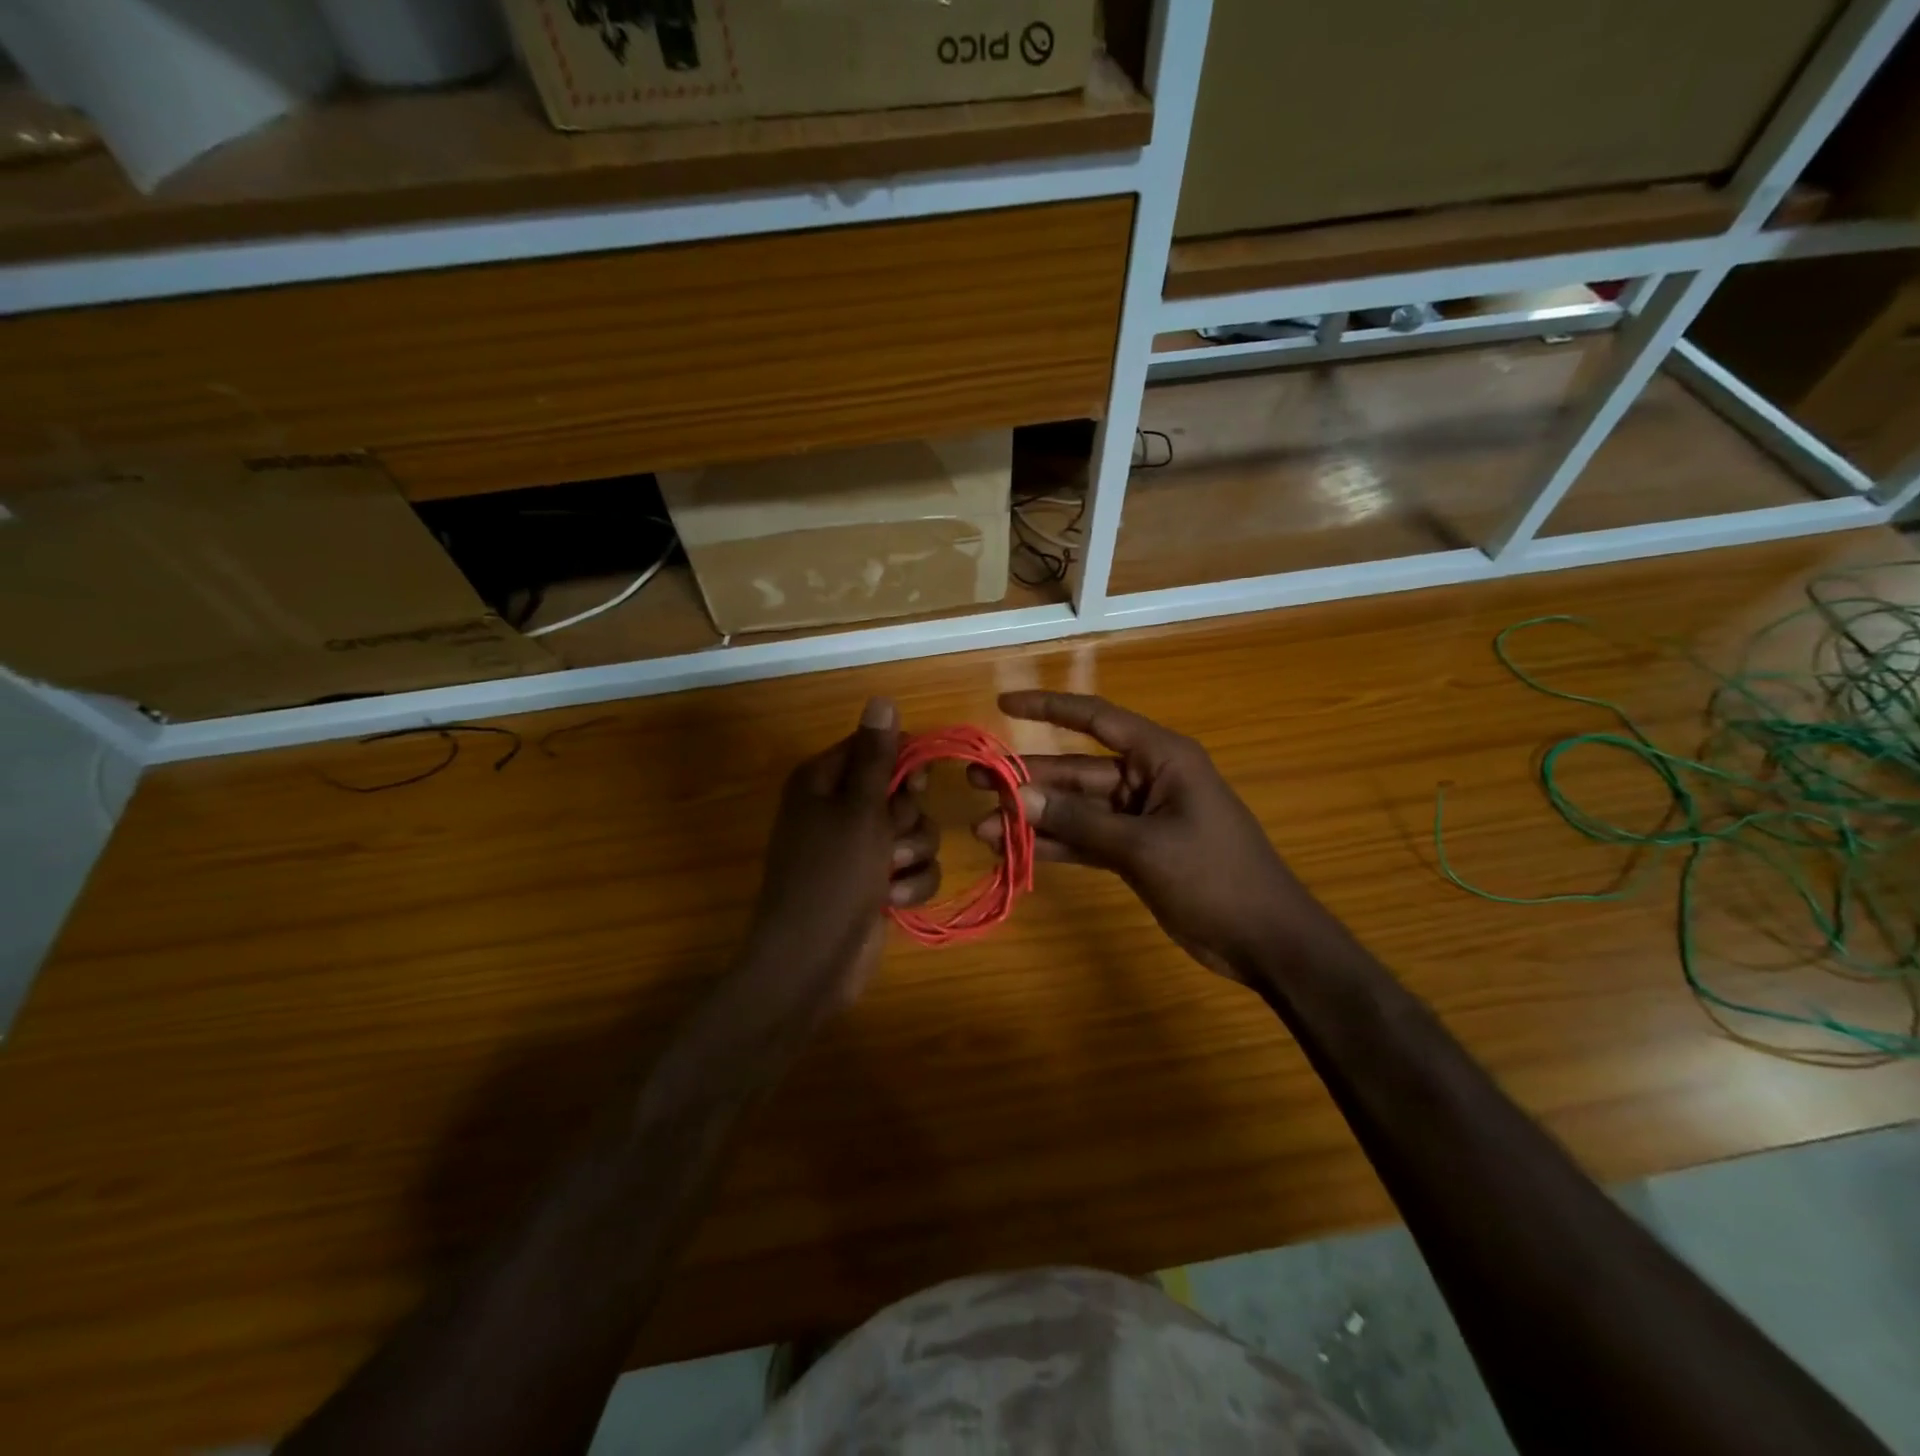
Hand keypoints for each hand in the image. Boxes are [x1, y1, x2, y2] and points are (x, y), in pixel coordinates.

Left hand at [742, 697, 938, 1011]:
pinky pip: (914, 868)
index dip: (902, 765)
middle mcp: (839, 809)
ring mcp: (858, 849)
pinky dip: (910, 885)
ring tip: (889, 876)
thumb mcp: (859, 811)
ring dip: (912, 855)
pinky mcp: (875, 883)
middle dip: (908, 819)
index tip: (912, 786)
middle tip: (891, 838)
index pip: (876, 748)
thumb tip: (882, 699)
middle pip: (902, 792)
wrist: (812, 963)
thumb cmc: (832, 878)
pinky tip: (893, 902)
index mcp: (823, 782)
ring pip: (916, 832)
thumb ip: (877, 757)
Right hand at [973, 691, 1312, 981]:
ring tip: (982, 825)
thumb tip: (1017, 797)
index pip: (1096, 719)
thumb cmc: (1215, 876)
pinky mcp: (1135, 852)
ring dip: (1034, 817)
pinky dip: (1055, 844)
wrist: (1266, 940)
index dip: (1048, 708)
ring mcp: (1139, 818)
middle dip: (1027, 777)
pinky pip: (1086, 839)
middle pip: (1076, 769)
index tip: (1004, 703)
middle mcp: (1146, 779)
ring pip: (1076, 808)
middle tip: (974, 780)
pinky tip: (1015, 850)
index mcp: (1160, 757)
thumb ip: (1079, 820)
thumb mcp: (1143, 846)